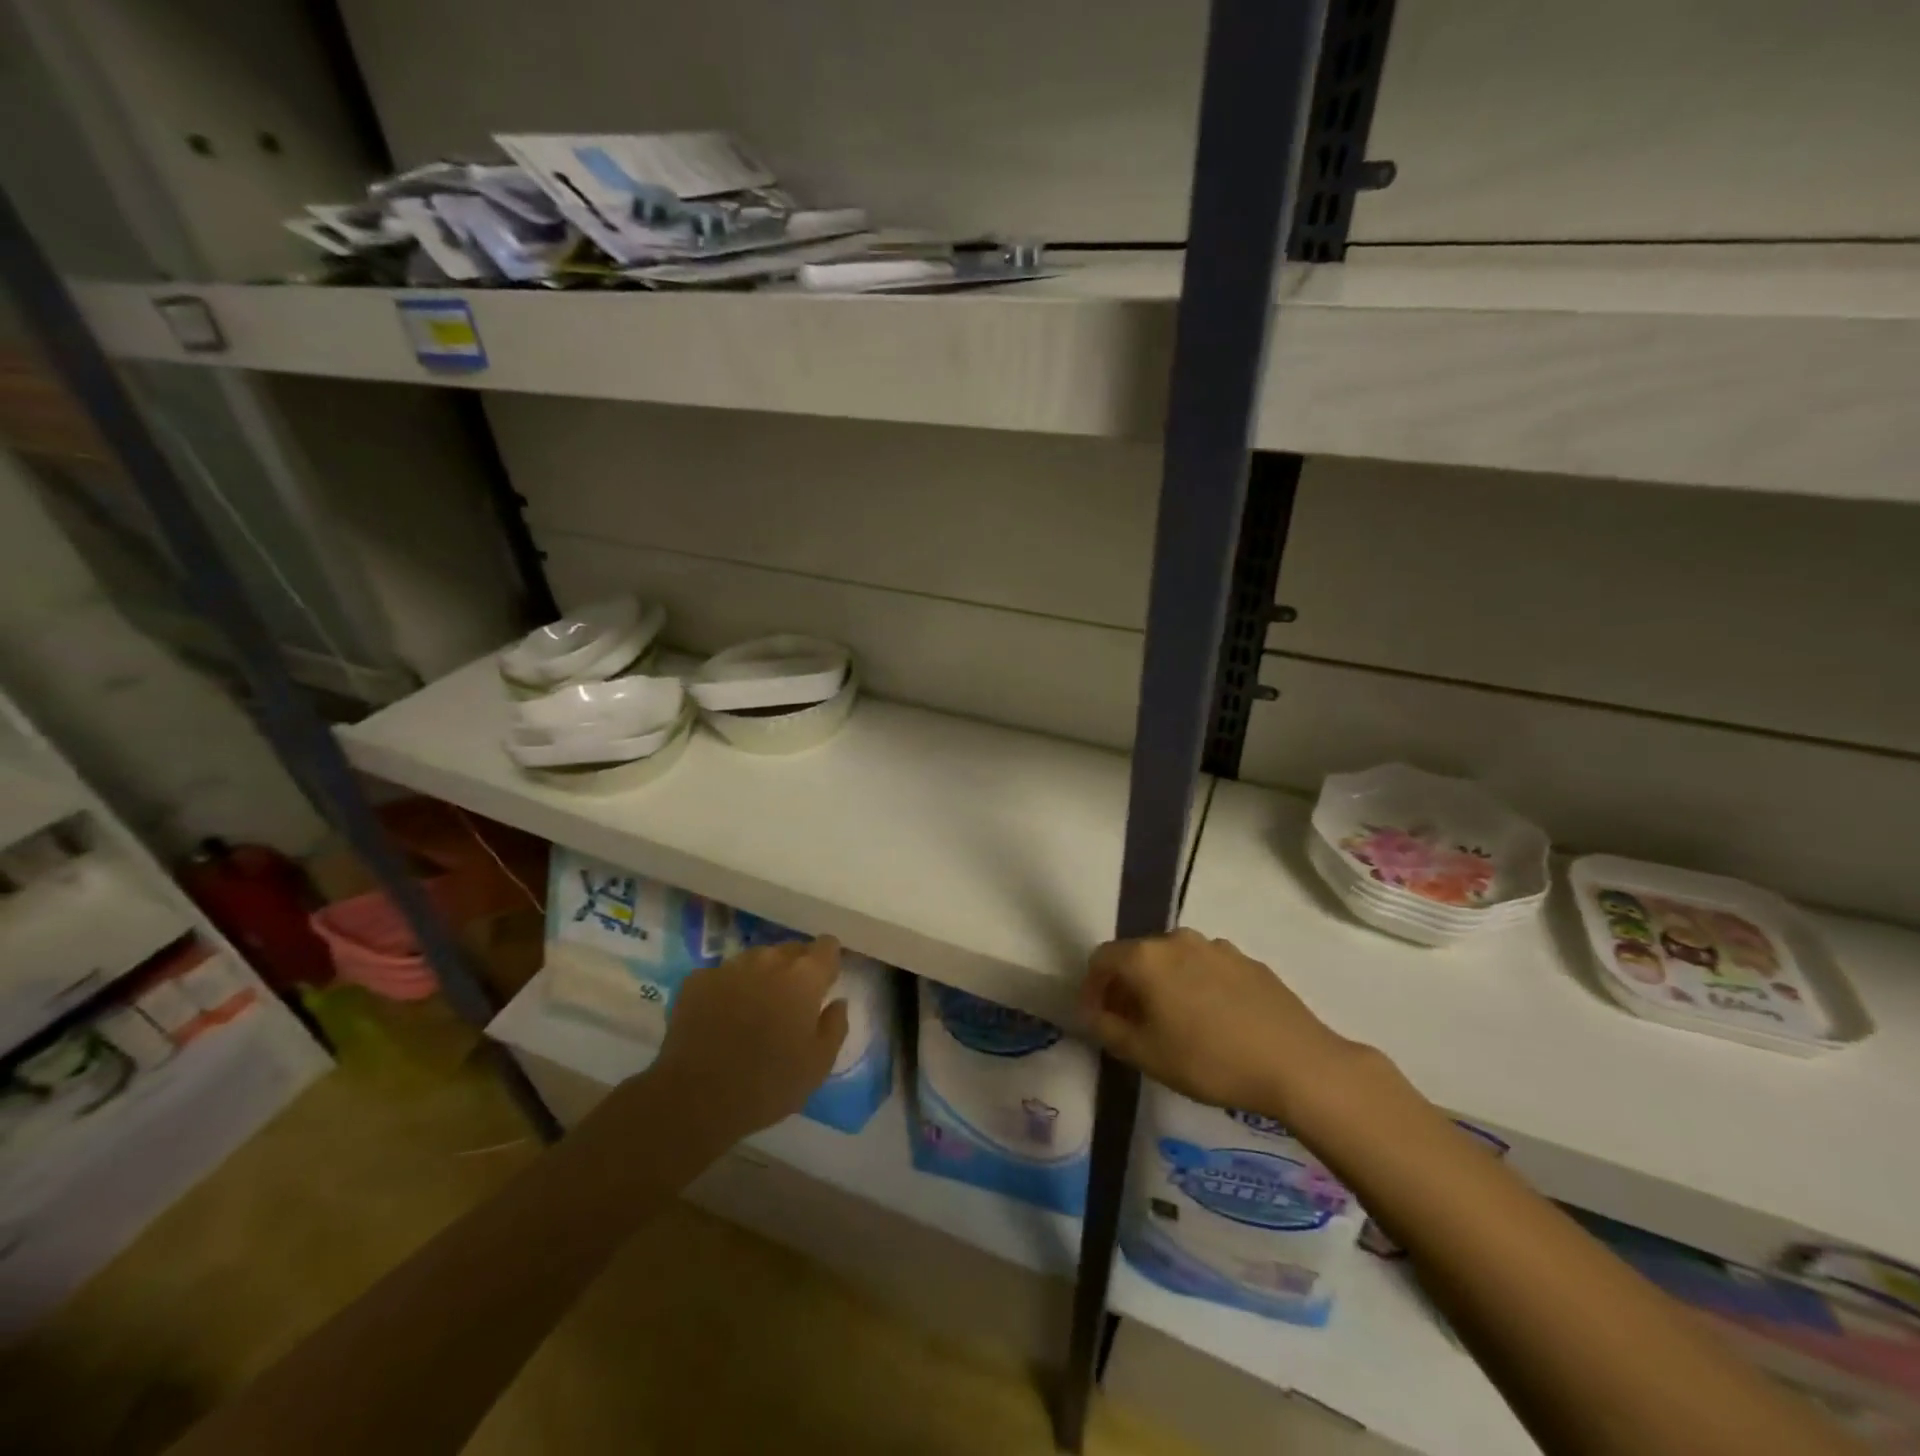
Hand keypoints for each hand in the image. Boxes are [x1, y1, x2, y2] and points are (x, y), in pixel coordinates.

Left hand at [646, 937, 849, 1141]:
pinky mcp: (697, 980)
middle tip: (789, 1002)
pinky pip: (722, 975)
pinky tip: (721, 1017)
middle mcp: (768, 960)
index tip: (824, 982)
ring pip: (755, 959)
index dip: (828, 961)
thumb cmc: (768, 1084)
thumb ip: (835, 1026)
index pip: (827, 945)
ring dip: (761, 976)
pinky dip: (727, 989)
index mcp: (804, 977)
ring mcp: (730, 967)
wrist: (695, 1099)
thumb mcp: (818, 1065)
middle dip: (795, 969)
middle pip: (790, 950)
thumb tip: (837, 1002)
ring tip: (753, 1009)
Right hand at [1080, 929, 1359, 1120]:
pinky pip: (1207, 968)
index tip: (1097, 1018)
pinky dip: (1197, 987)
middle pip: (1138, 956)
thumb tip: (1091, 1012)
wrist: (1297, 1063)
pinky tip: (1214, 1022)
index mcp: (1146, 957)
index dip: (1092, 988)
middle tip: (1133, 1024)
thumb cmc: (1209, 1060)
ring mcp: (1216, 947)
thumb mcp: (1145, 1055)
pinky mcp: (1248, 960)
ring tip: (1175, 1024)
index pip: (1102, 959)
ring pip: (1174, 961)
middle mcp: (1177, 940)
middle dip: (1128, 986)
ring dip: (1164, 985)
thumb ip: (1106, 1028)